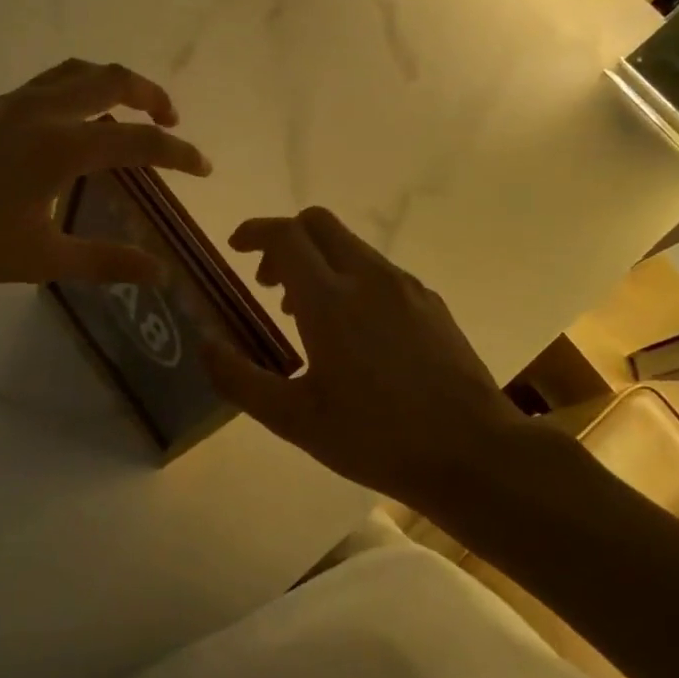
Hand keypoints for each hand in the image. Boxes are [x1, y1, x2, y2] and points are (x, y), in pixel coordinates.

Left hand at [0, 59, 210, 287]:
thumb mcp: (41, 258)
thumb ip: (105, 260)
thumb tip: (159, 272)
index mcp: (63, 146)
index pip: (140, 141)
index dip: (179, 153)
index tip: (203, 167)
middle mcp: (42, 111)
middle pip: (111, 80)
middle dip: (150, 94)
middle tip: (170, 118)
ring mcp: (8, 102)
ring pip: (73, 72)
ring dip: (109, 84)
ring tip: (123, 110)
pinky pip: (39, 87)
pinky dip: (69, 96)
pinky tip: (55, 132)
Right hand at [203, 207, 526, 506]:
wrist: (474, 453)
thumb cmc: (376, 438)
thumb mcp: (294, 419)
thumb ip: (240, 379)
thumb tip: (204, 345)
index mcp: (330, 299)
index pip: (285, 235)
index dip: (255, 231)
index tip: (236, 248)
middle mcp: (368, 277)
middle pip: (319, 224)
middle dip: (285, 239)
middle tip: (269, 282)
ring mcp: (405, 287)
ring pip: (351, 246)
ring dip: (319, 261)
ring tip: (306, 314)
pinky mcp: (431, 302)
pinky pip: (379, 271)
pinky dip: (351, 279)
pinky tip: (355, 332)